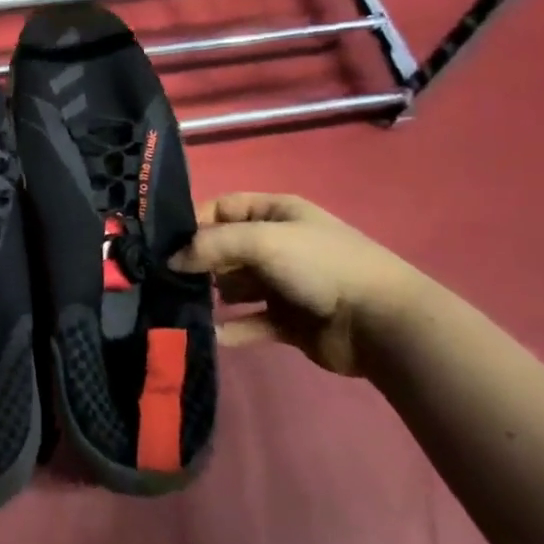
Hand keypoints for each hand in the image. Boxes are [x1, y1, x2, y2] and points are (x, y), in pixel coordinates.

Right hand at [170, 194, 434, 376]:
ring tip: (183, 307)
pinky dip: (232, 329)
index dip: (193, 223)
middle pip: (225, 249)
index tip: (163, 245)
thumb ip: (210, 246)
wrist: (381, 323)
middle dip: (197, 263)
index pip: (222, 208)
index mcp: (276, 212)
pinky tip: (210, 335)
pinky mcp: (288, 321)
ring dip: (211, 296)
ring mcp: (283, 283)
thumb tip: (170, 261)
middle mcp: (277, 244)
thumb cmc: (319, 266)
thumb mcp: (261, 240)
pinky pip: (250, 322)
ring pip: (234, 287)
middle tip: (166, 280)